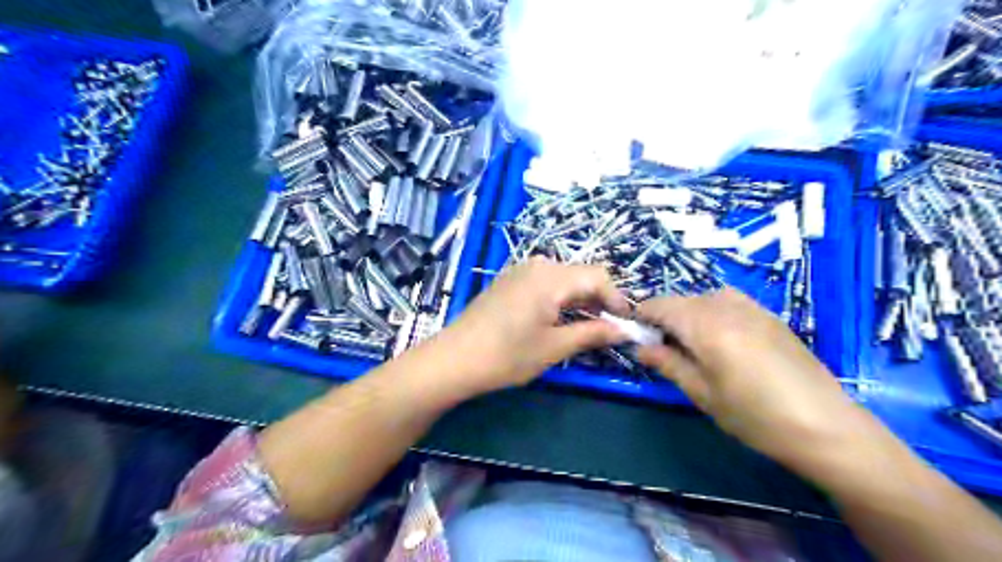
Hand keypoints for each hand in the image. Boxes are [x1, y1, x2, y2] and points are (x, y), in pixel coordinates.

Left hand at [437, 258, 624, 396]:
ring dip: (580, 300)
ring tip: (587, 328)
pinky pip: (545, 283)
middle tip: (609, 329)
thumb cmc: (507, 355)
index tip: (626, 324)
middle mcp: (537, 264)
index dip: (617, 299)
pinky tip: (560, 319)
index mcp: (551, 276)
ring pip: (563, 279)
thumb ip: (593, 333)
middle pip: (580, 275)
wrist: (454, 358)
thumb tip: (624, 330)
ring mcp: (520, 270)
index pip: (598, 277)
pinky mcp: (509, 281)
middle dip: (599, 300)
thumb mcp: (555, 346)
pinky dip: (560, 299)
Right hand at [637, 291, 873, 473]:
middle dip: (666, 318)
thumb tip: (639, 347)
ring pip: (705, 298)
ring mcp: (752, 307)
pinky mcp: (770, 315)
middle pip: (682, 300)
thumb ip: (668, 363)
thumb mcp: (702, 394)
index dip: (642, 316)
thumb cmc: (755, 416)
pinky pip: (729, 302)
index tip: (636, 334)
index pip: (660, 305)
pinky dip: (713, 313)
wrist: (826, 426)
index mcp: (706, 325)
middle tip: (664, 348)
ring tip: (693, 345)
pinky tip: (723, 340)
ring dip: (689, 314)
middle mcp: (727, 306)